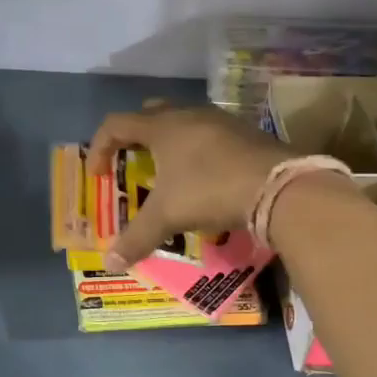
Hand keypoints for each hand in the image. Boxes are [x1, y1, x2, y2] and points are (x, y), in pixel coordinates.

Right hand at [87, 103, 287, 270]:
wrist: (278, 186)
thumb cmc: (210, 190)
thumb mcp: (168, 216)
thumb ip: (136, 237)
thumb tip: (110, 262)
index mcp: (162, 126)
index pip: (116, 124)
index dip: (99, 147)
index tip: (98, 176)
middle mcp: (188, 114)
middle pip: (150, 114)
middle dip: (135, 136)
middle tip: (132, 162)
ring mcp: (220, 120)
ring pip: (184, 121)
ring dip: (170, 142)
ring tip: (169, 171)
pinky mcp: (245, 132)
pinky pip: (210, 133)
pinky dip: (198, 150)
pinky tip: (205, 176)